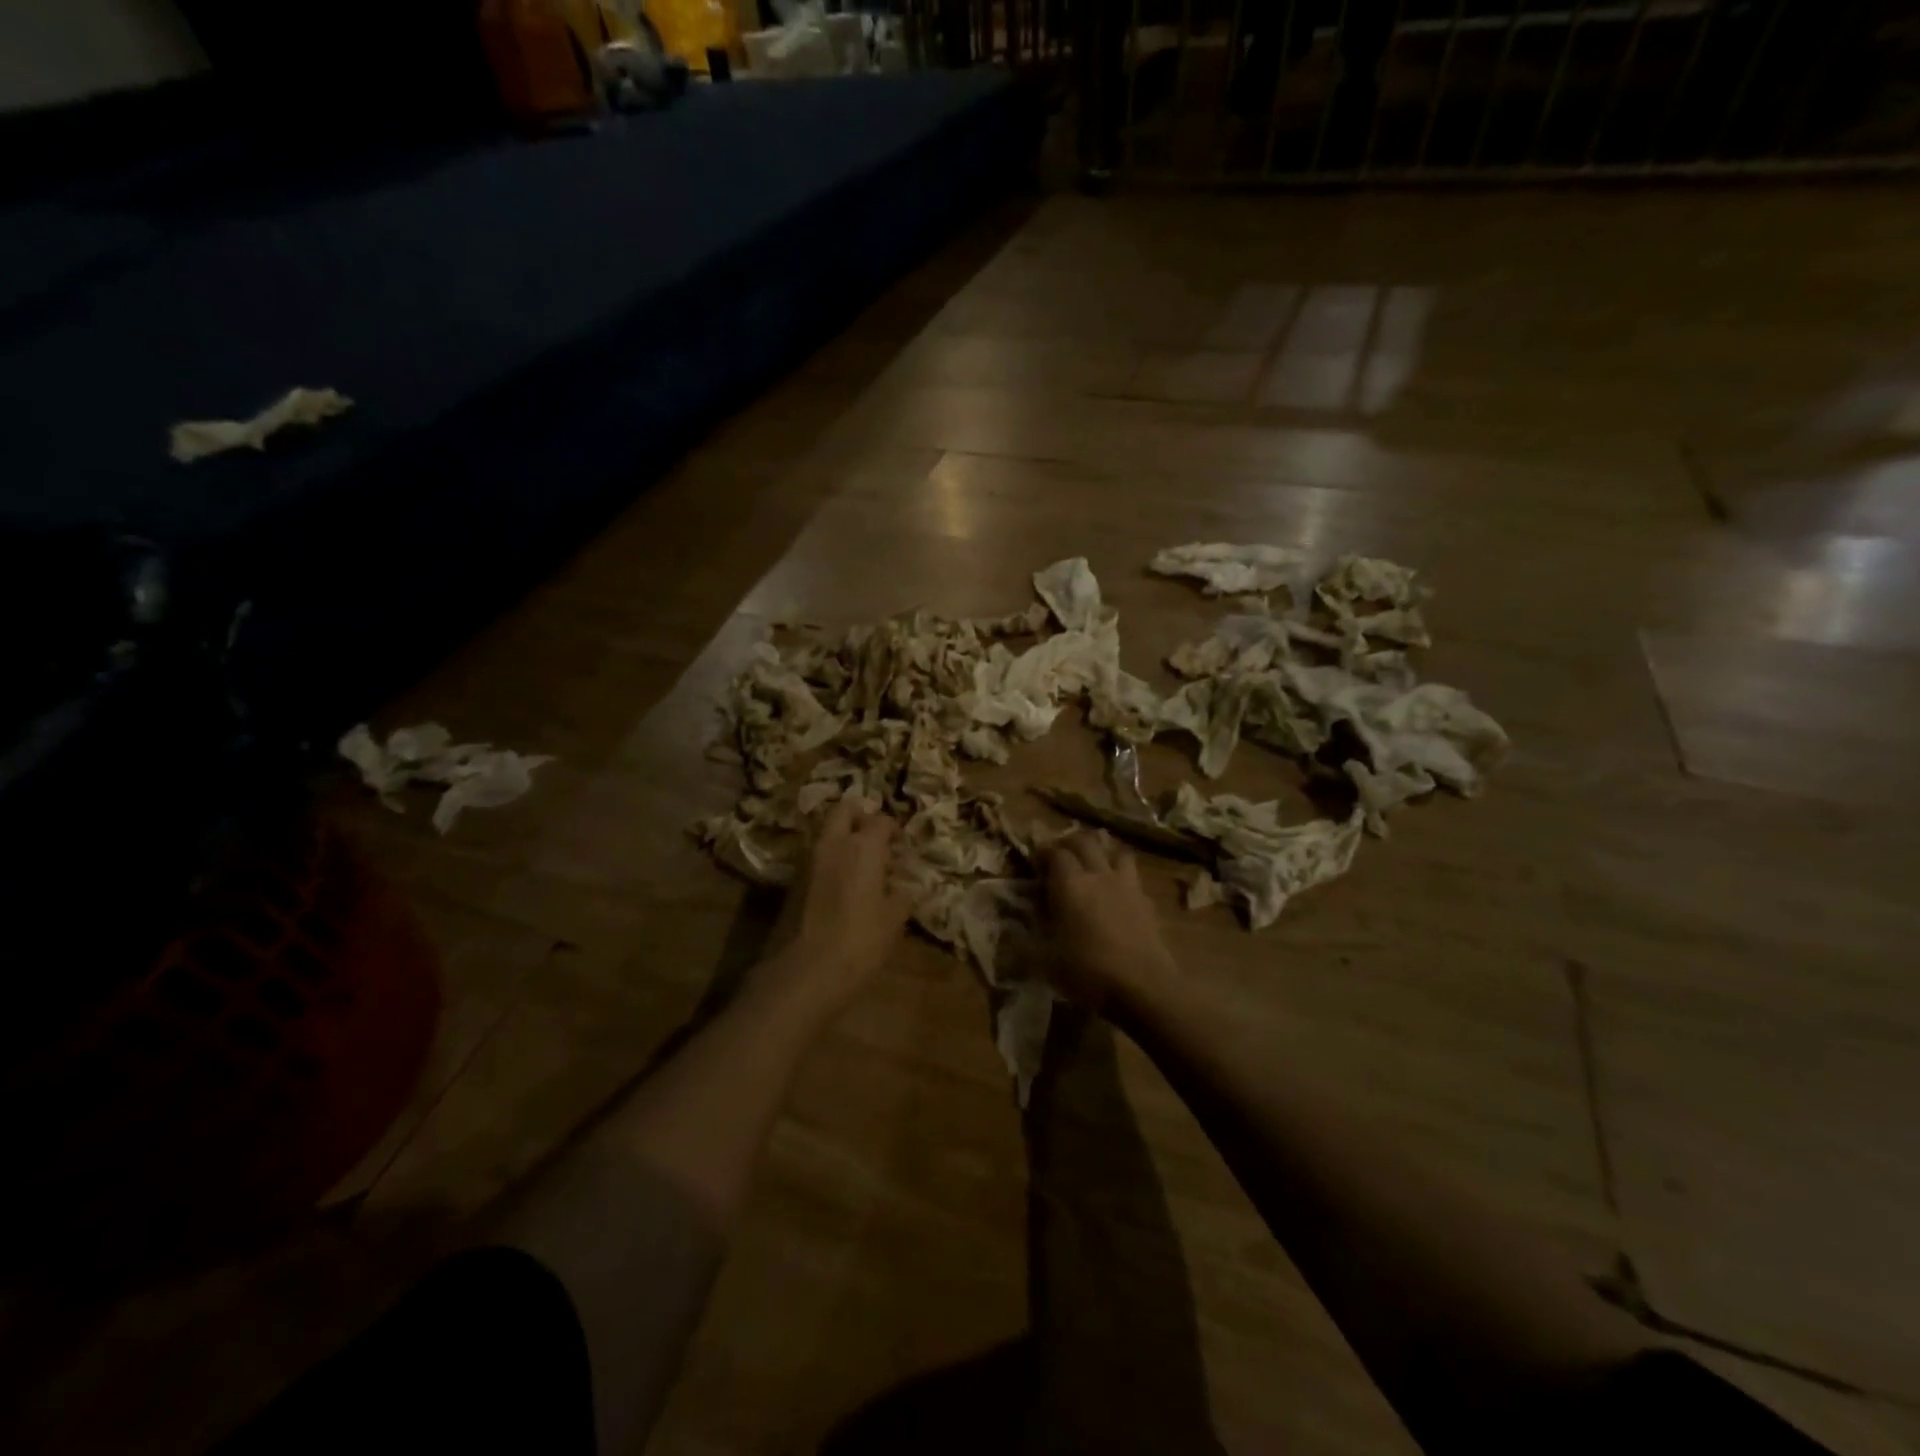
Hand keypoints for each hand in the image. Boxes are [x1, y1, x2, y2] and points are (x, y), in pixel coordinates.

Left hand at [756, 800, 909, 1016]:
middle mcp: (833, 843)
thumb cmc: (859, 942)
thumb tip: (904, 888)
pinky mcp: (791, 880)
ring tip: (858, 862)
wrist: (804, 972)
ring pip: (825, 831)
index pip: (880, 820)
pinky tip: (840, 883)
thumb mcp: (893, 922)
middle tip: (873, 837)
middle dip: (859, 816)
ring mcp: (807, 860)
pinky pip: (814, 856)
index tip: (900, 842)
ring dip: (841, 837)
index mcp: (863, 847)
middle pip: (844, 809)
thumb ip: (901, 897)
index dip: (892, 828)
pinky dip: (828, 859)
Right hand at [1041, 830, 1182, 1018]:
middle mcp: (1098, 875)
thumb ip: (1025, 942)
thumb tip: (1009, 935)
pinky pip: (1132, 875)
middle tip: (1060, 855)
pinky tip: (1116, 892)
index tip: (1034, 861)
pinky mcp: (1147, 901)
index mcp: (1070, 884)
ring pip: (1115, 851)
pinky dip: (1121, 874)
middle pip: (1085, 841)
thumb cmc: (1089, 972)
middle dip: (1070, 842)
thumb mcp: (1046, 962)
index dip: (1043, 852)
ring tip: (1092, 864)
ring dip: (1101, 851)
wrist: (1145, 987)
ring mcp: (1127, 885)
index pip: (1055, 852)